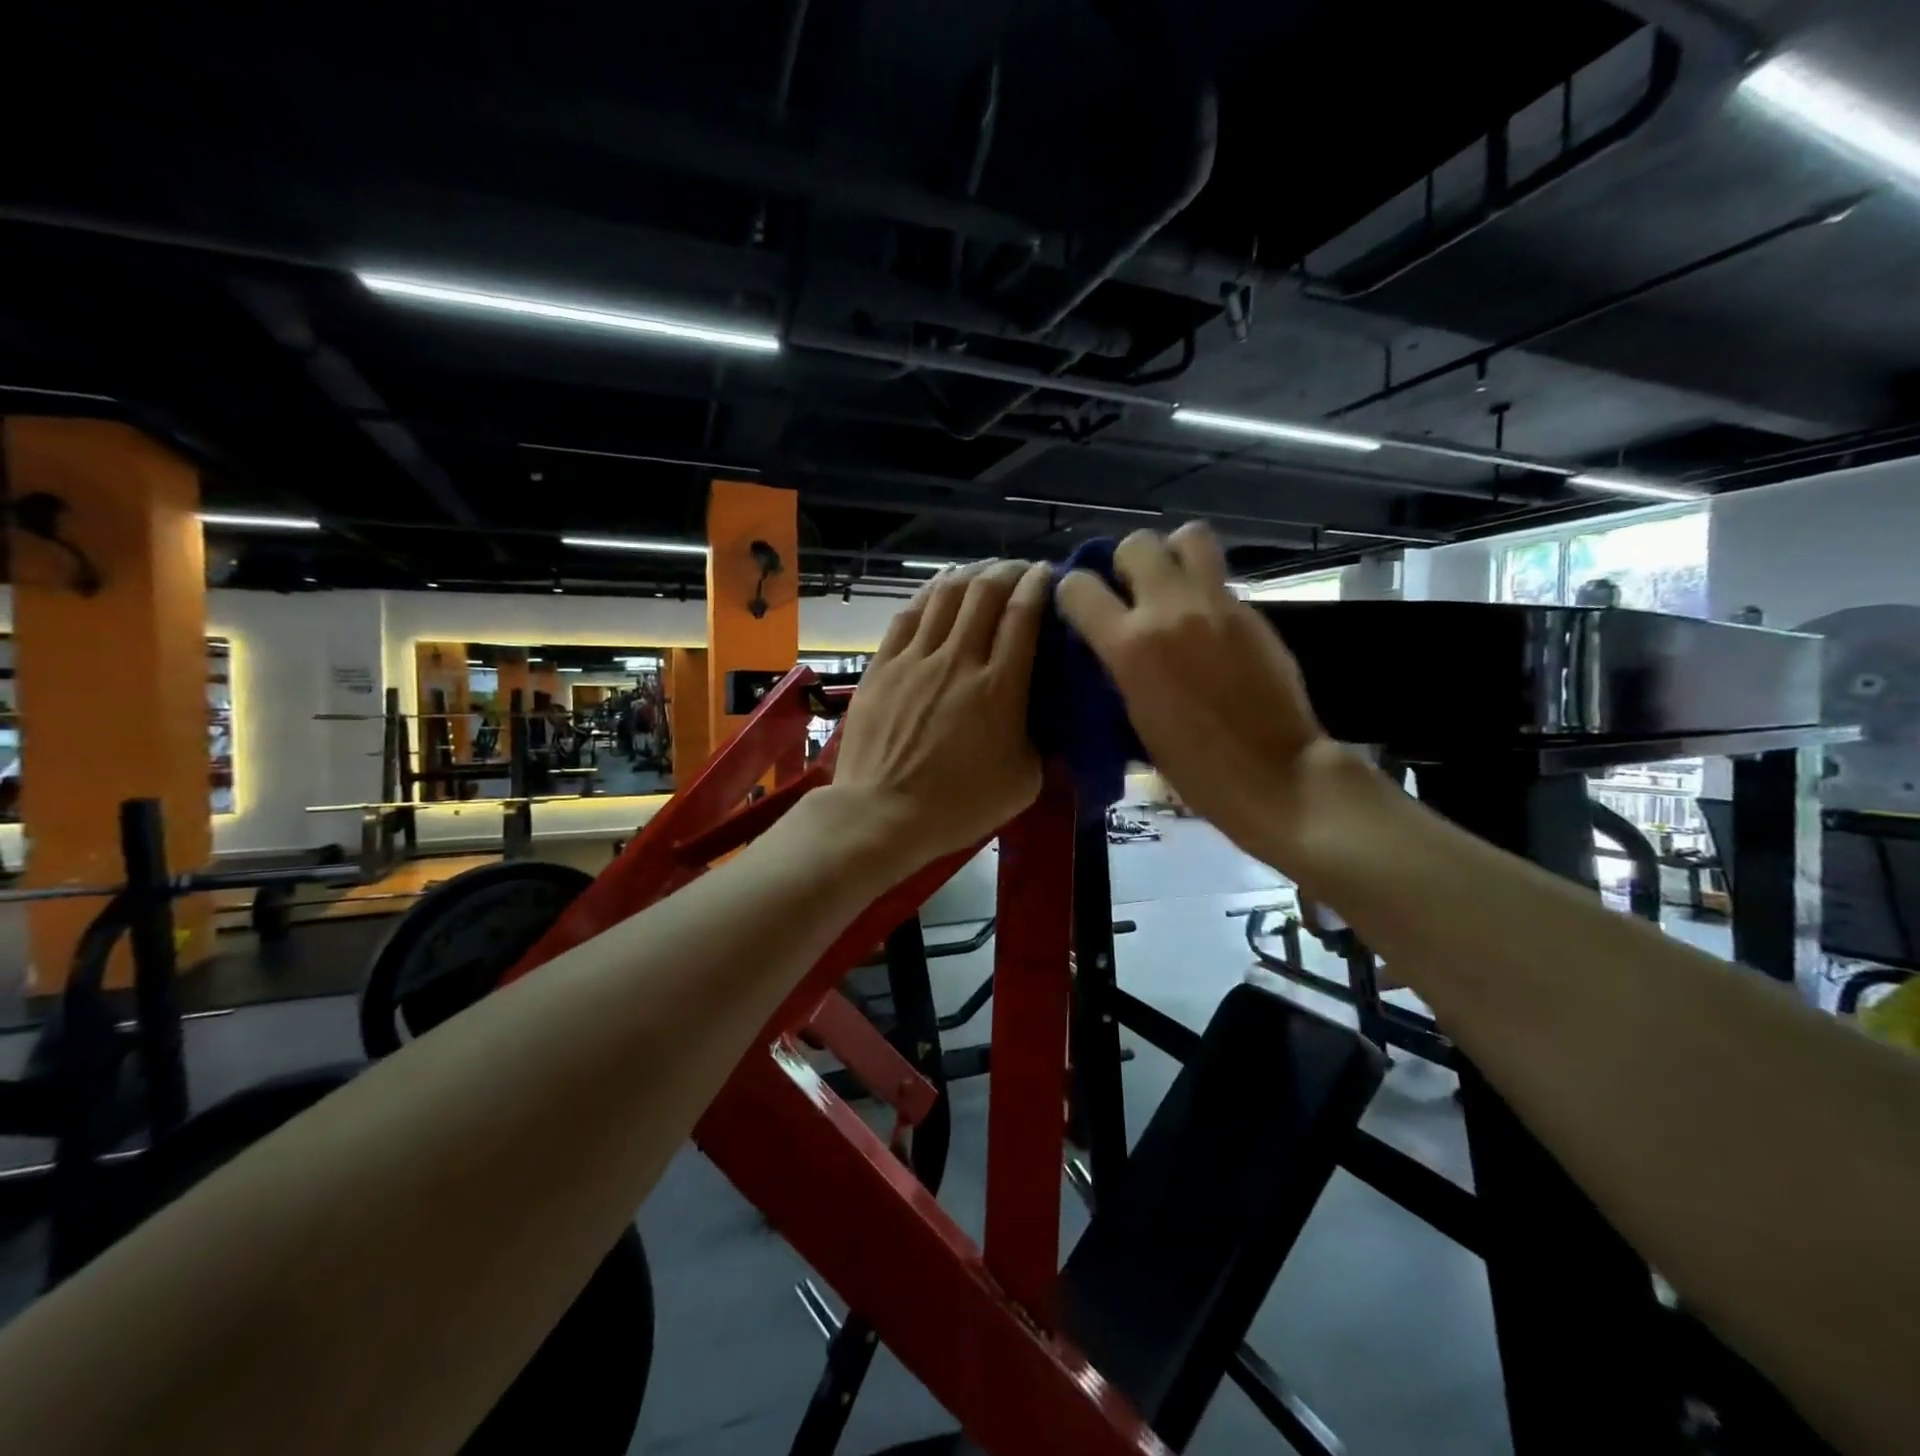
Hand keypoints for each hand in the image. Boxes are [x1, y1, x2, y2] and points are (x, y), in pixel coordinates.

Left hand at [831, 560, 1050, 868]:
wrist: (882, 814)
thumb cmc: (959, 805)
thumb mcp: (1024, 781)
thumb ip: (1042, 740)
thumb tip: (1049, 716)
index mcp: (1000, 686)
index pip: (1023, 614)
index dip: (1038, 584)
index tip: (1048, 575)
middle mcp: (959, 659)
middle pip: (985, 591)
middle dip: (1007, 571)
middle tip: (1020, 571)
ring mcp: (915, 659)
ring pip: (945, 594)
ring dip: (970, 574)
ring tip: (983, 572)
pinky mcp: (882, 665)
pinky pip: (908, 614)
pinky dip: (929, 593)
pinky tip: (939, 589)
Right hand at [1056, 523, 1357, 869]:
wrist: (1272, 774)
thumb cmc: (1192, 766)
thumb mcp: (1134, 717)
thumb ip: (1118, 667)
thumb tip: (1109, 643)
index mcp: (1129, 645)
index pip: (1079, 587)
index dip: (1072, 594)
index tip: (1080, 611)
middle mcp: (1170, 609)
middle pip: (1135, 543)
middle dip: (1125, 564)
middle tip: (1131, 594)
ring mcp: (1216, 604)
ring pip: (1187, 537)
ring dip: (1172, 556)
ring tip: (1171, 589)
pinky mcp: (1251, 610)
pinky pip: (1218, 576)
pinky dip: (1203, 587)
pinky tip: (1205, 622)